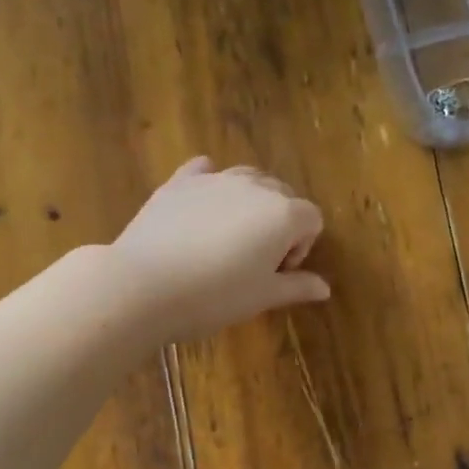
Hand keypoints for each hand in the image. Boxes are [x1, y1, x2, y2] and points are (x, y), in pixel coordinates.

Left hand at [110, 157, 329, 341]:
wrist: (144, 285)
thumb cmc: (214, 297)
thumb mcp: (261, 297)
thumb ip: (296, 287)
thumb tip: (324, 288)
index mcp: (283, 213)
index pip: (311, 219)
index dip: (301, 247)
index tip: (277, 273)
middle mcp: (254, 186)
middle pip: (282, 195)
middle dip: (278, 223)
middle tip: (255, 261)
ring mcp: (215, 179)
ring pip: (247, 180)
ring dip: (249, 203)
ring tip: (228, 238)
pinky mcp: (179, 182)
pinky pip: (204, 171)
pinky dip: (211, 183)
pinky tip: (201, 207)